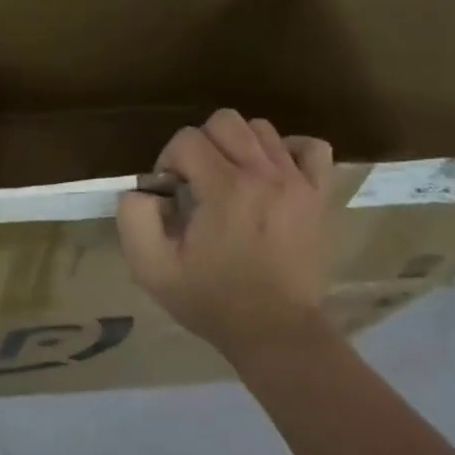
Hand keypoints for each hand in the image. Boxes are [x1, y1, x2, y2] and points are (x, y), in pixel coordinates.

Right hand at [116, 109, 334, 356]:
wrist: (275, 332)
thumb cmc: (211, 300)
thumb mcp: (152, 267)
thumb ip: (134, 217)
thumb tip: (144, 190)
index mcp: (224, 189)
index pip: (187, 139)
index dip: (169, 161)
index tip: (171, 194)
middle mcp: (263, 174)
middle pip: (224, 121)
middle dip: (201, 145)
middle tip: (197, 182)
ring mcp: (297, 182)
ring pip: (261, 129)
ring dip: (238, 147)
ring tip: (231, 180)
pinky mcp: (319, 195)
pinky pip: (311, 148)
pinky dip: (288, 151)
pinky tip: (272, 173)